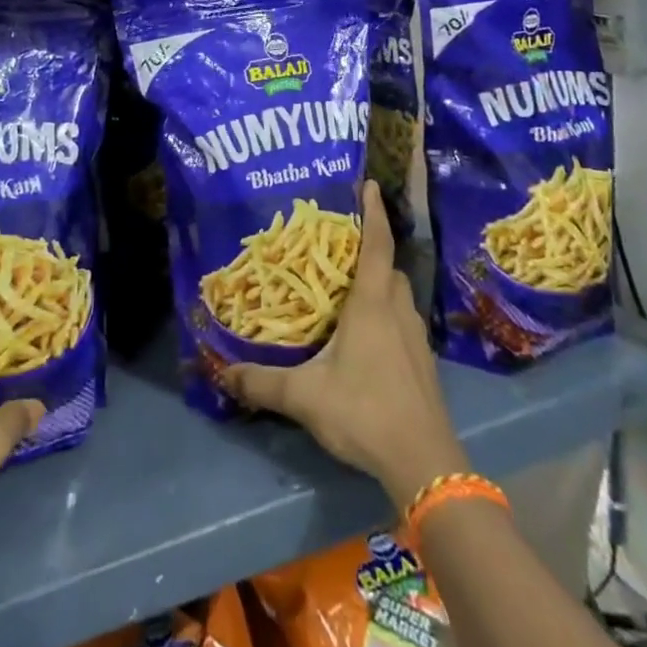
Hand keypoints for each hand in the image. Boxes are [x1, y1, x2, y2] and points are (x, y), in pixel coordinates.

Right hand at [220, 181, 469, 506]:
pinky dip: (386, 312)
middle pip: (388, 266)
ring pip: (398, 294)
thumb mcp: (304, 396)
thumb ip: (261, 383)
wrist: (424, 462)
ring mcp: (416, 338)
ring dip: (379, 281)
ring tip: (349, 286)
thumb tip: (222, 372)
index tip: (367, 184)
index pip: (377, 245)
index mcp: (372, 305)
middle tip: (341, 244)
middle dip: (371, 249)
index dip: (373, 212)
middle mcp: (397, 311)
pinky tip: (367, 336)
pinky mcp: (423, 363)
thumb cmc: (364, 411)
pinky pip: (403, 319)